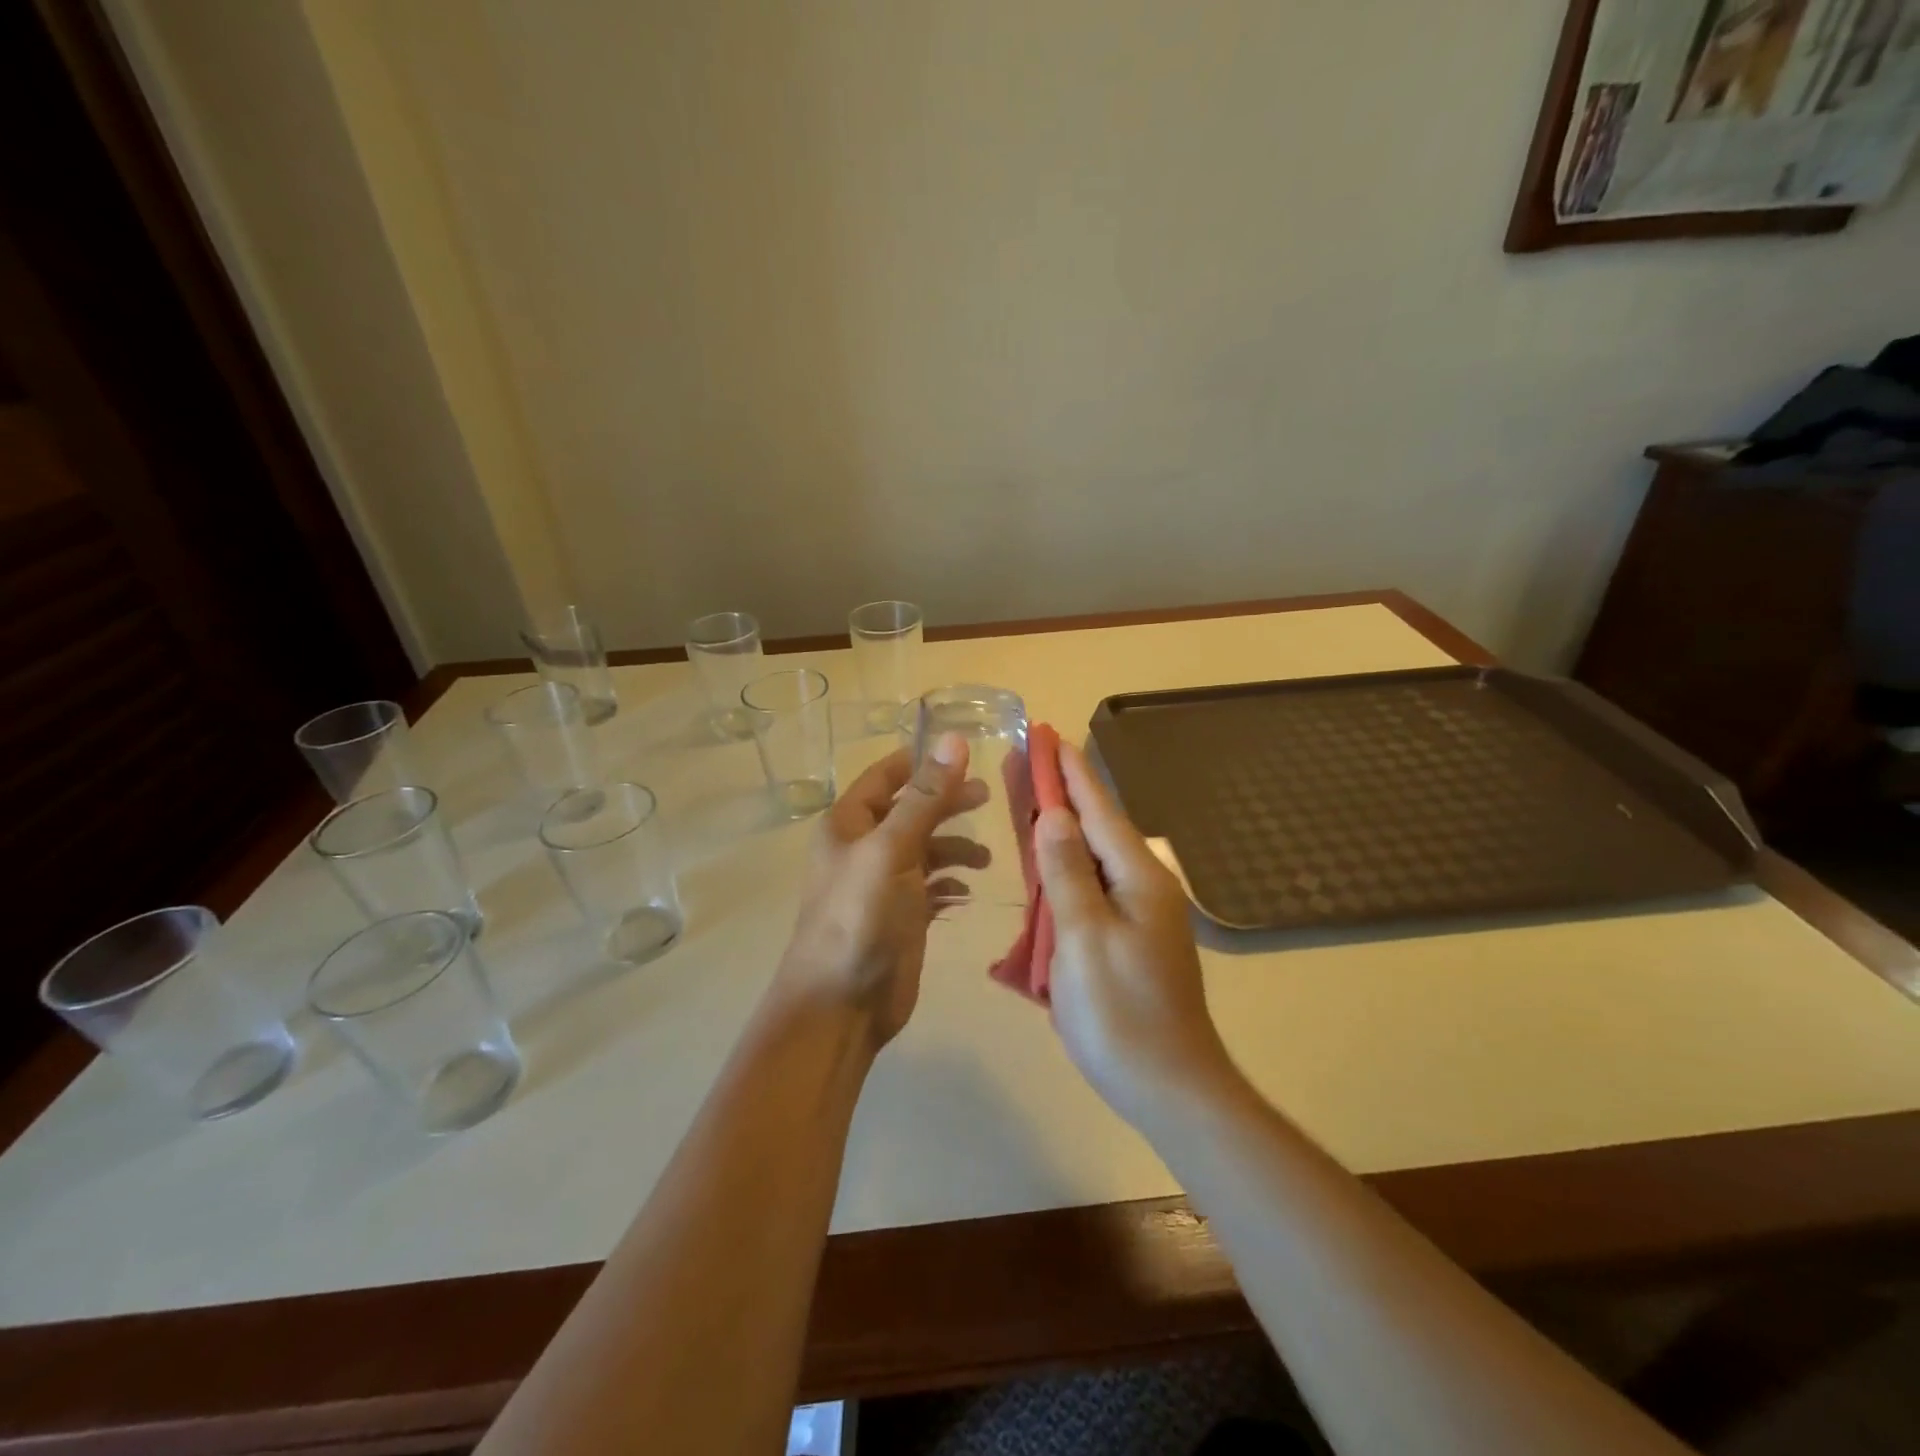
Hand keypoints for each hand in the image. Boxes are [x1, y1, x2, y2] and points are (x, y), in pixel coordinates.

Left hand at [774, 736, 988, 1051]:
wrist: (841, 1003)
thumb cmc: (861, 916)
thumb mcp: (893, 849)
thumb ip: (925, 797)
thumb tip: (953, 740)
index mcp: (849, 823)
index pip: (886, 775)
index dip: (921, 761)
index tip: (965, 752)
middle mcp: (864, 847)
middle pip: (912, 810)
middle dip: (948, 803)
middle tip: (988, 797)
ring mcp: (883, 883)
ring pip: (926, 850)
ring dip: (955, 848)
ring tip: (985, 859)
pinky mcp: (901, 916)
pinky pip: (931, 888)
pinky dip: (950, 885)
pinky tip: (966, 894)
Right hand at [1035, 742, 1233, 1123]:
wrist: (1169, 1087)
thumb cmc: (1122, 1012)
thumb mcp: (1084, 937)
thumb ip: (1066, 872)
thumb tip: (1054, 815)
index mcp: (1138, 877)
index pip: (1097, 809)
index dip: (1069, 771)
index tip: (1047, 734)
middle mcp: (1143, 885)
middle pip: (1093, 827)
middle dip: (1058, 792)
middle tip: (1025, 760)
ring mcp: (1137, 913)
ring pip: (1089, 857)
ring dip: (1057, 829)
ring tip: (1026, 800)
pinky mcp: (1126, 937)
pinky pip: (1089, 888)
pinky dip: (1062, 869)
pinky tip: (1043, 864)